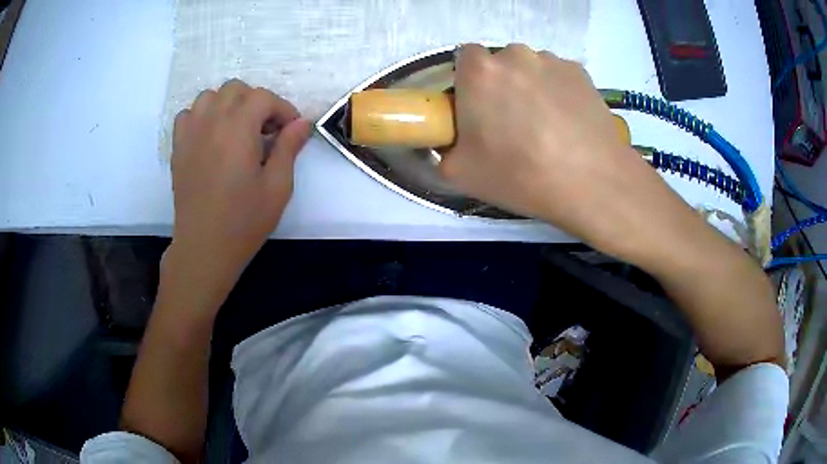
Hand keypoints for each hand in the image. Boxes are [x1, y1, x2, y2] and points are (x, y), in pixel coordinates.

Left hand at [168, 79, 309, 298]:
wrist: (204, 248)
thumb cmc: (243, 221)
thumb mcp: (277, 187)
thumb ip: (289, 148)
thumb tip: (302, 123)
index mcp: (238, 130)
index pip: (263, 97)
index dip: (282, 109)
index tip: (291, 130)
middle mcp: (211, 122)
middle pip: (236, 89)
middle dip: (256, 102)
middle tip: (265, 130)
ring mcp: (190, 133)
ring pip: (210, 96)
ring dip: (228, 104)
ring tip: (237, 129)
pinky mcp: (178, 147)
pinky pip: (188, 114)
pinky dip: (202, 116)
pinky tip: (211, 136)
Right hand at [441, 44, 685, 262]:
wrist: (592, 182)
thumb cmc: (521, 174)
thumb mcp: (460, 173)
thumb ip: (443, 148)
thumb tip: (451, 141)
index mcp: (479, 71)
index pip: (464, 58)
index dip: (468, 82)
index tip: (477, 108)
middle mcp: (515, 54)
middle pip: (500, 62)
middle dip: (501, 84)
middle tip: (512, 122)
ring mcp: (553, 60)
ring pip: (532, 68)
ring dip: (532, 87)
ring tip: (547, 126)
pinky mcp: (582, 73)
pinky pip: (559, 77)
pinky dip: (559, 92)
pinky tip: (569, 124)